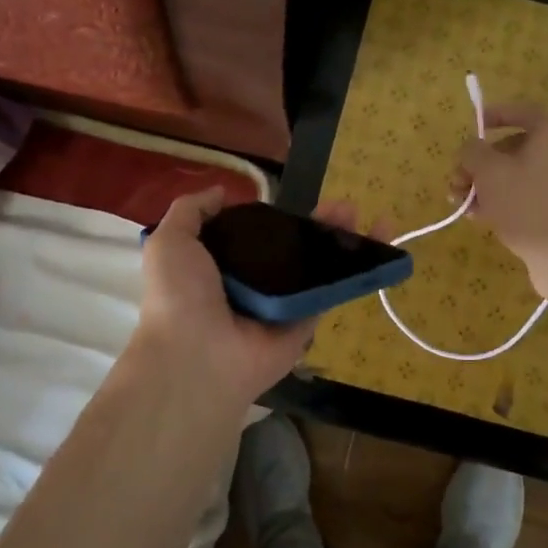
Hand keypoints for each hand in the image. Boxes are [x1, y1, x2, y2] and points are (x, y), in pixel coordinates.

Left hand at [130, 189, 378, 414]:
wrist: (197, 354)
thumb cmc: (180, 295)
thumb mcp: (171, 241)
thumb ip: (191, 211)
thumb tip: (221, 193)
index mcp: (222, 267)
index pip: (257, 237)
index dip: (278, 218)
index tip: (294, 202)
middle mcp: (254, 285)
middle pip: (295, 249)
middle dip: (320, 226)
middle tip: (344, 206)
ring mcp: (282, 306)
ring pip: (317, 268)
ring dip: (343, 242)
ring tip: (365, 218)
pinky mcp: (305, 324)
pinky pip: (330, 293)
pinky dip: (355, 273)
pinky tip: (376, 249)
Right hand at [455, 103, 547, 299]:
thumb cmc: (525, 204)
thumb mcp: (488, 172)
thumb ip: (473, 152)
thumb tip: (471, 148)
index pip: (522, 111)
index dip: (494, 115)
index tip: (473, 126)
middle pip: (515, 146)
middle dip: (481, 162)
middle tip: (457, 180)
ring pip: (518, 172)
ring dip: (487, 183)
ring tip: (462, 204)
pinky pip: (529, 191)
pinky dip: (505, 198)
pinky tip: (480, 216)